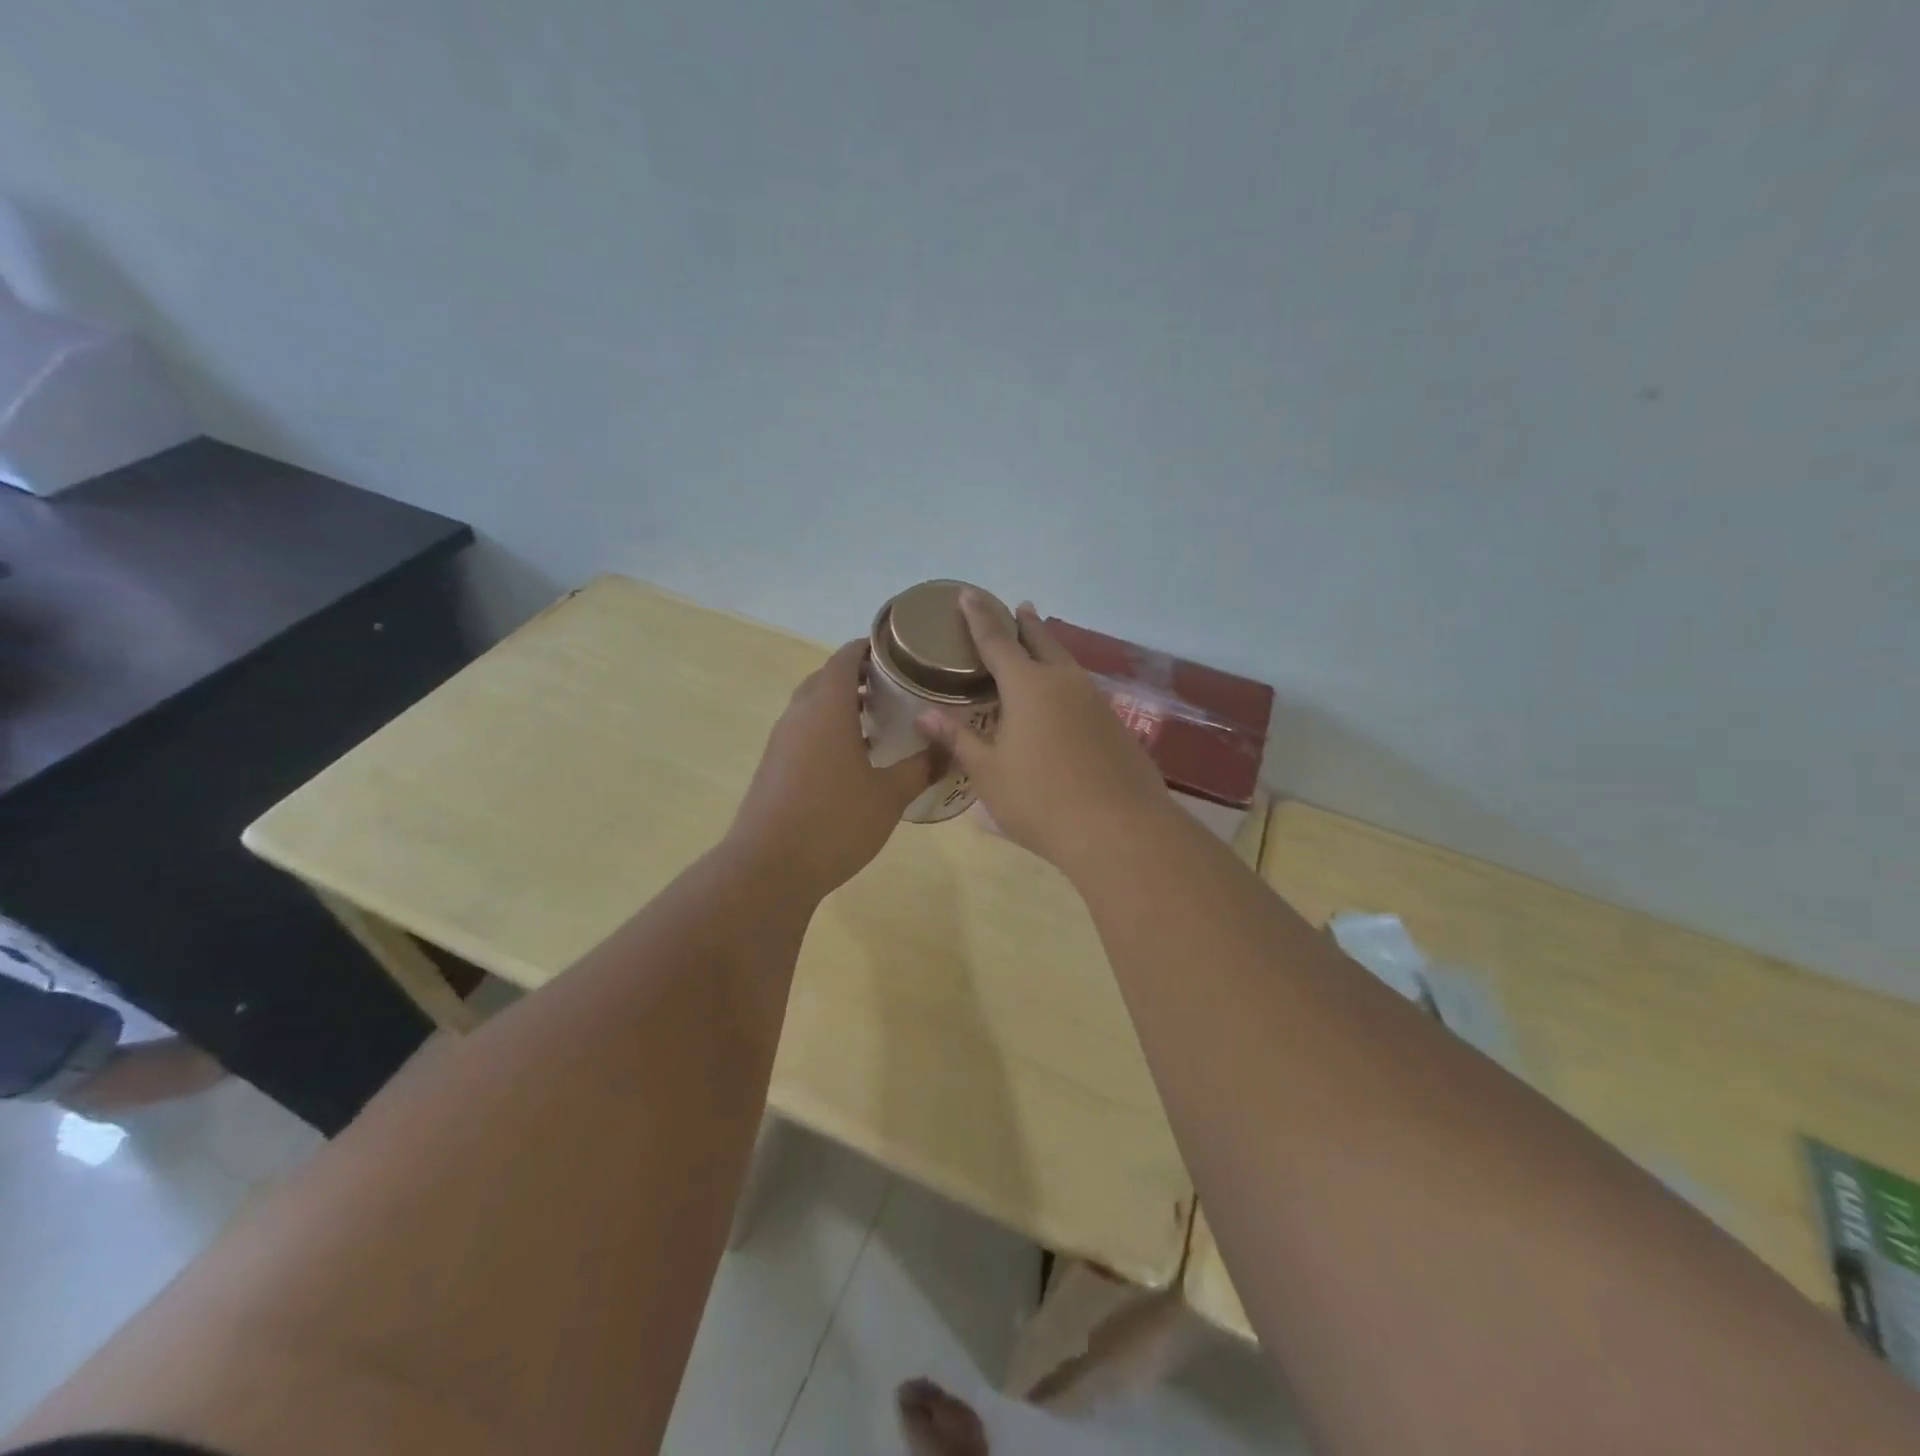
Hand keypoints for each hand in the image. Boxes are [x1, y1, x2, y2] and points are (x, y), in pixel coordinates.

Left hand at [728, 639, 938, 900]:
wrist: (768, 869)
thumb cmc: (834, 823)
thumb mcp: (889, 796)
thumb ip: (921, 767)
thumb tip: (950, 748)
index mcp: (827, 708)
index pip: (845, 658)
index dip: (869, 647)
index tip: (899, 651)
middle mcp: (799, 715)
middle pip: (826, 678)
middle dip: (858, 675)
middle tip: (895, 686)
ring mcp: (781, 741)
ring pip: (812, 705)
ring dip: (841, 703)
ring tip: (878, 720)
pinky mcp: (773, 766)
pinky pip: (803, 731)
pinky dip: (827, 728)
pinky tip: (852, 757)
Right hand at [915, 592, 1171, 872]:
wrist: (1119, 830)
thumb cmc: (1040, 800)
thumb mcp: (989, 772)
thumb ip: (958, 739)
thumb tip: (924, 714)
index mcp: (1028, 686)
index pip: (996, 640)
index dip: (979, 617)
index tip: (967, 593)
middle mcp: (1065, 682)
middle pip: (1041, 642)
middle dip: (1025, 624)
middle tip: (1017, 607)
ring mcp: (1095, 702)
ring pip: (1067, 664)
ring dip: (1050, 649)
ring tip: (1039, 644)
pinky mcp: (1115, 725)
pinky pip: (1082, 690)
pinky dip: (1065, 682)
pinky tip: (1064, 700)